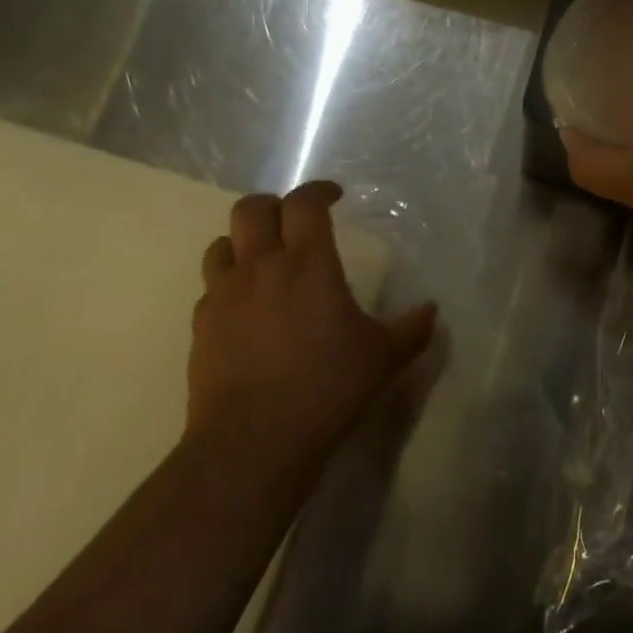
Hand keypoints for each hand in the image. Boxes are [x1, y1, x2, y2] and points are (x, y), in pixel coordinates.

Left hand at [188, 181, 435, 452]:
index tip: (333, 196)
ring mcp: (224, 295)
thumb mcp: (382, 359)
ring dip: (243, 243)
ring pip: (222, 243)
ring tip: (263, 261)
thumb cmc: (326, 388)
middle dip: (274, 206)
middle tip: (294, 223)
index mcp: (307, 262)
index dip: (318, 190)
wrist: (253, 442)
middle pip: (252, 209)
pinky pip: (211, 289)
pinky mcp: (201, 327)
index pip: (305, 202)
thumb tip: (432, 311)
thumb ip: (410, 330)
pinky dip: (228, 286)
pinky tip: (245, 310)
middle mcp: (261, 266)